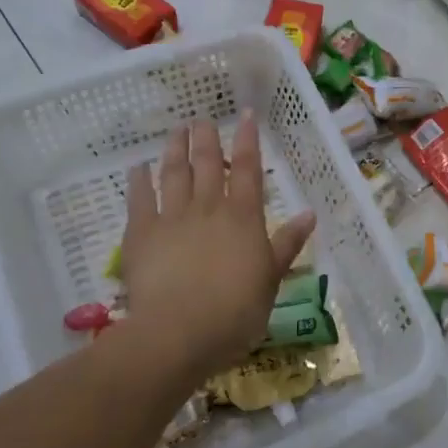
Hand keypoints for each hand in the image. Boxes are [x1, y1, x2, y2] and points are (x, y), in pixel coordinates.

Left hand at [112, 115, 315, 382]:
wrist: (179, 332)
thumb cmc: (235, 311)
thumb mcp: (271, 279)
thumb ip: (287, 244)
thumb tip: (309, 213)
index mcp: (244, 217)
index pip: (249, 169)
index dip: (248, 139)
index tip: (247, 114)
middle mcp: (208, 208)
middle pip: (208, 164)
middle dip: (207, 138)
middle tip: (203, 118)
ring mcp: (172, 218)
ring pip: (174, 174)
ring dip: (175, 149)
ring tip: (177, 130)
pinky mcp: (141, 234)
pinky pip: (139, 199)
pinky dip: (138, 180)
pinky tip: (138, 167)